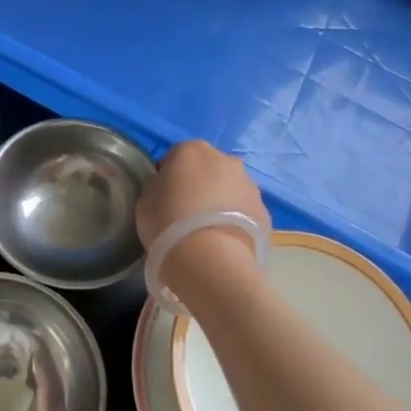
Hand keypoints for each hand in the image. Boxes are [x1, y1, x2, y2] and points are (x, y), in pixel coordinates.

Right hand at [137, 140, 269, 288]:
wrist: (210, 260)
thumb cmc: (168, 223)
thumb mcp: (146, 200)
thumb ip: (159, 186)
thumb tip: (169, 187)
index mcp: (193, 150)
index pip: (176, 156)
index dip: (168, 176)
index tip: (163, 198)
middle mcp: (226, 159)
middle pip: (208, 169)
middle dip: (199, 185)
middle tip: (186, 214)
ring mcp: (250, 185)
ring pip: (230, 189)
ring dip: (220, 202)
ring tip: (207, 232)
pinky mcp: (265, 211)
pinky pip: (244, 212)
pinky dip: (235, 221)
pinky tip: (223, 242)